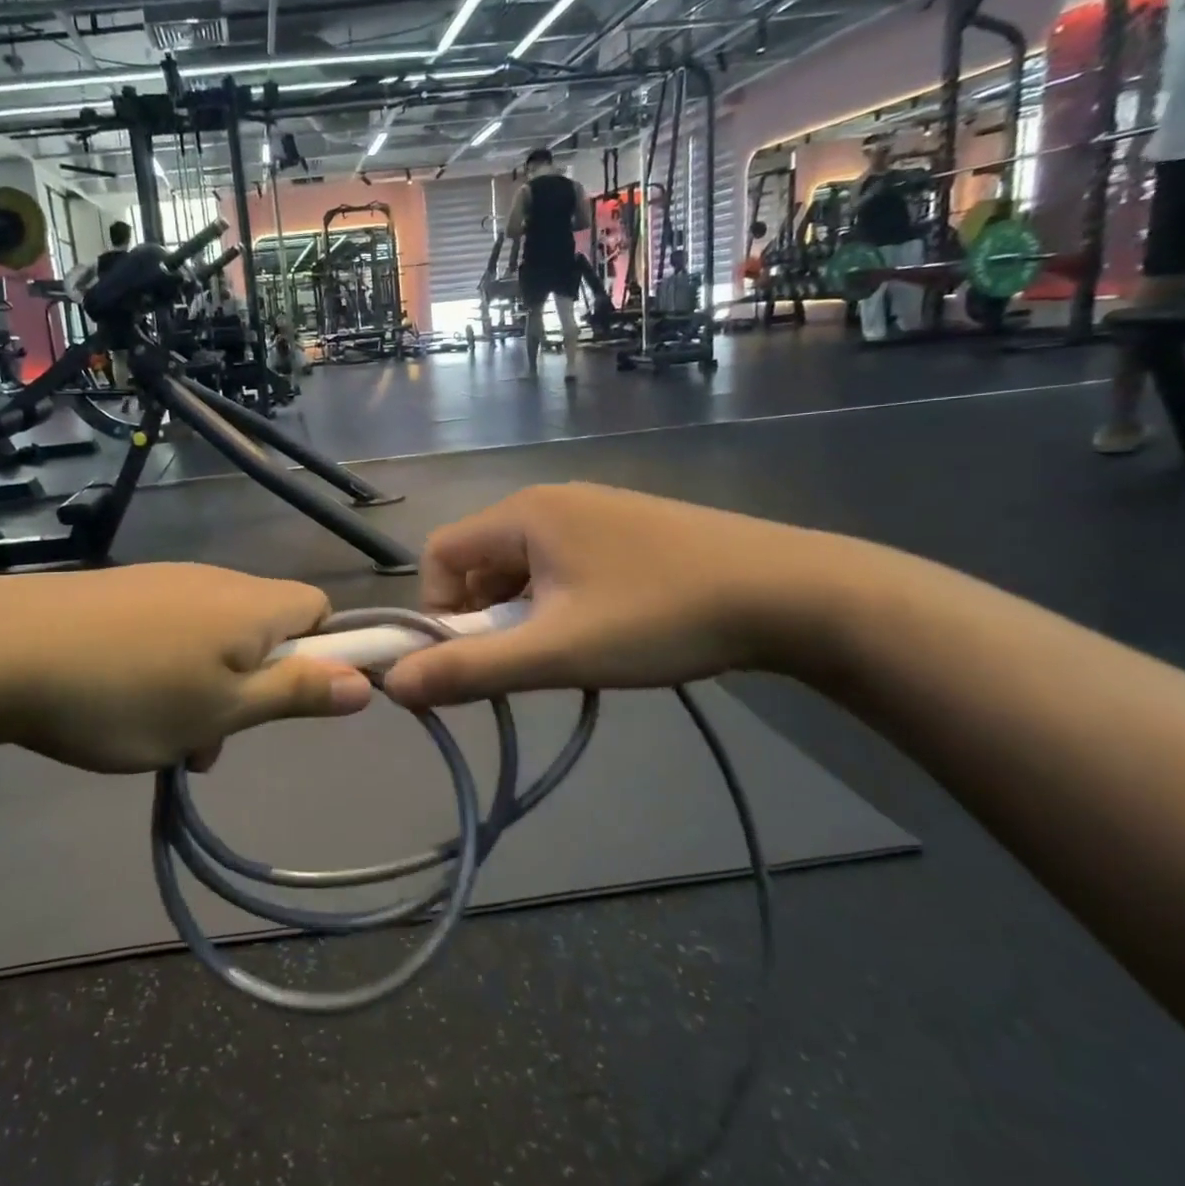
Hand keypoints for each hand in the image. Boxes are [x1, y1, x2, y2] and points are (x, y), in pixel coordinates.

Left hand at [0, 564, 373, 772]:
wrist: (5, 650)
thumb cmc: (129, 692)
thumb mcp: (222, 710)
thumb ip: (295, 693)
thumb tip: (366, 682)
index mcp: (253, 605)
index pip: (320, 609)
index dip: (322, 653)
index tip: (289, 698)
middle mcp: (217, 580)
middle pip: (266, 628)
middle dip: (254, 685)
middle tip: (212, 737)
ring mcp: (165, 581)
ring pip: (215, 637)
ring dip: (208, 687)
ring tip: (162, 737)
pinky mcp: (124, 592)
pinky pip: (172, 631)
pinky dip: (168, 669)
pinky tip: (123, 705)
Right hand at [382, 484, 834, 708]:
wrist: (791, 593)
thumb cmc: (660, 618)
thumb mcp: (558, 652)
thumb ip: (471, 669)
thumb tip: (393, 685)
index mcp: (523, 513)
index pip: (440, 553)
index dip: (437, 608)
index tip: (472, 657)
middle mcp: (550, 500)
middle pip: (481, 560)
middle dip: (486, 616)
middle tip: (529, 661)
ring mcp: (593, 510)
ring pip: (524, 566)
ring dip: (526, 613)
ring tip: (572, 650)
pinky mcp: (627, 528)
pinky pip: (563, 563)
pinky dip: (560, 600)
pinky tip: (605, 630)